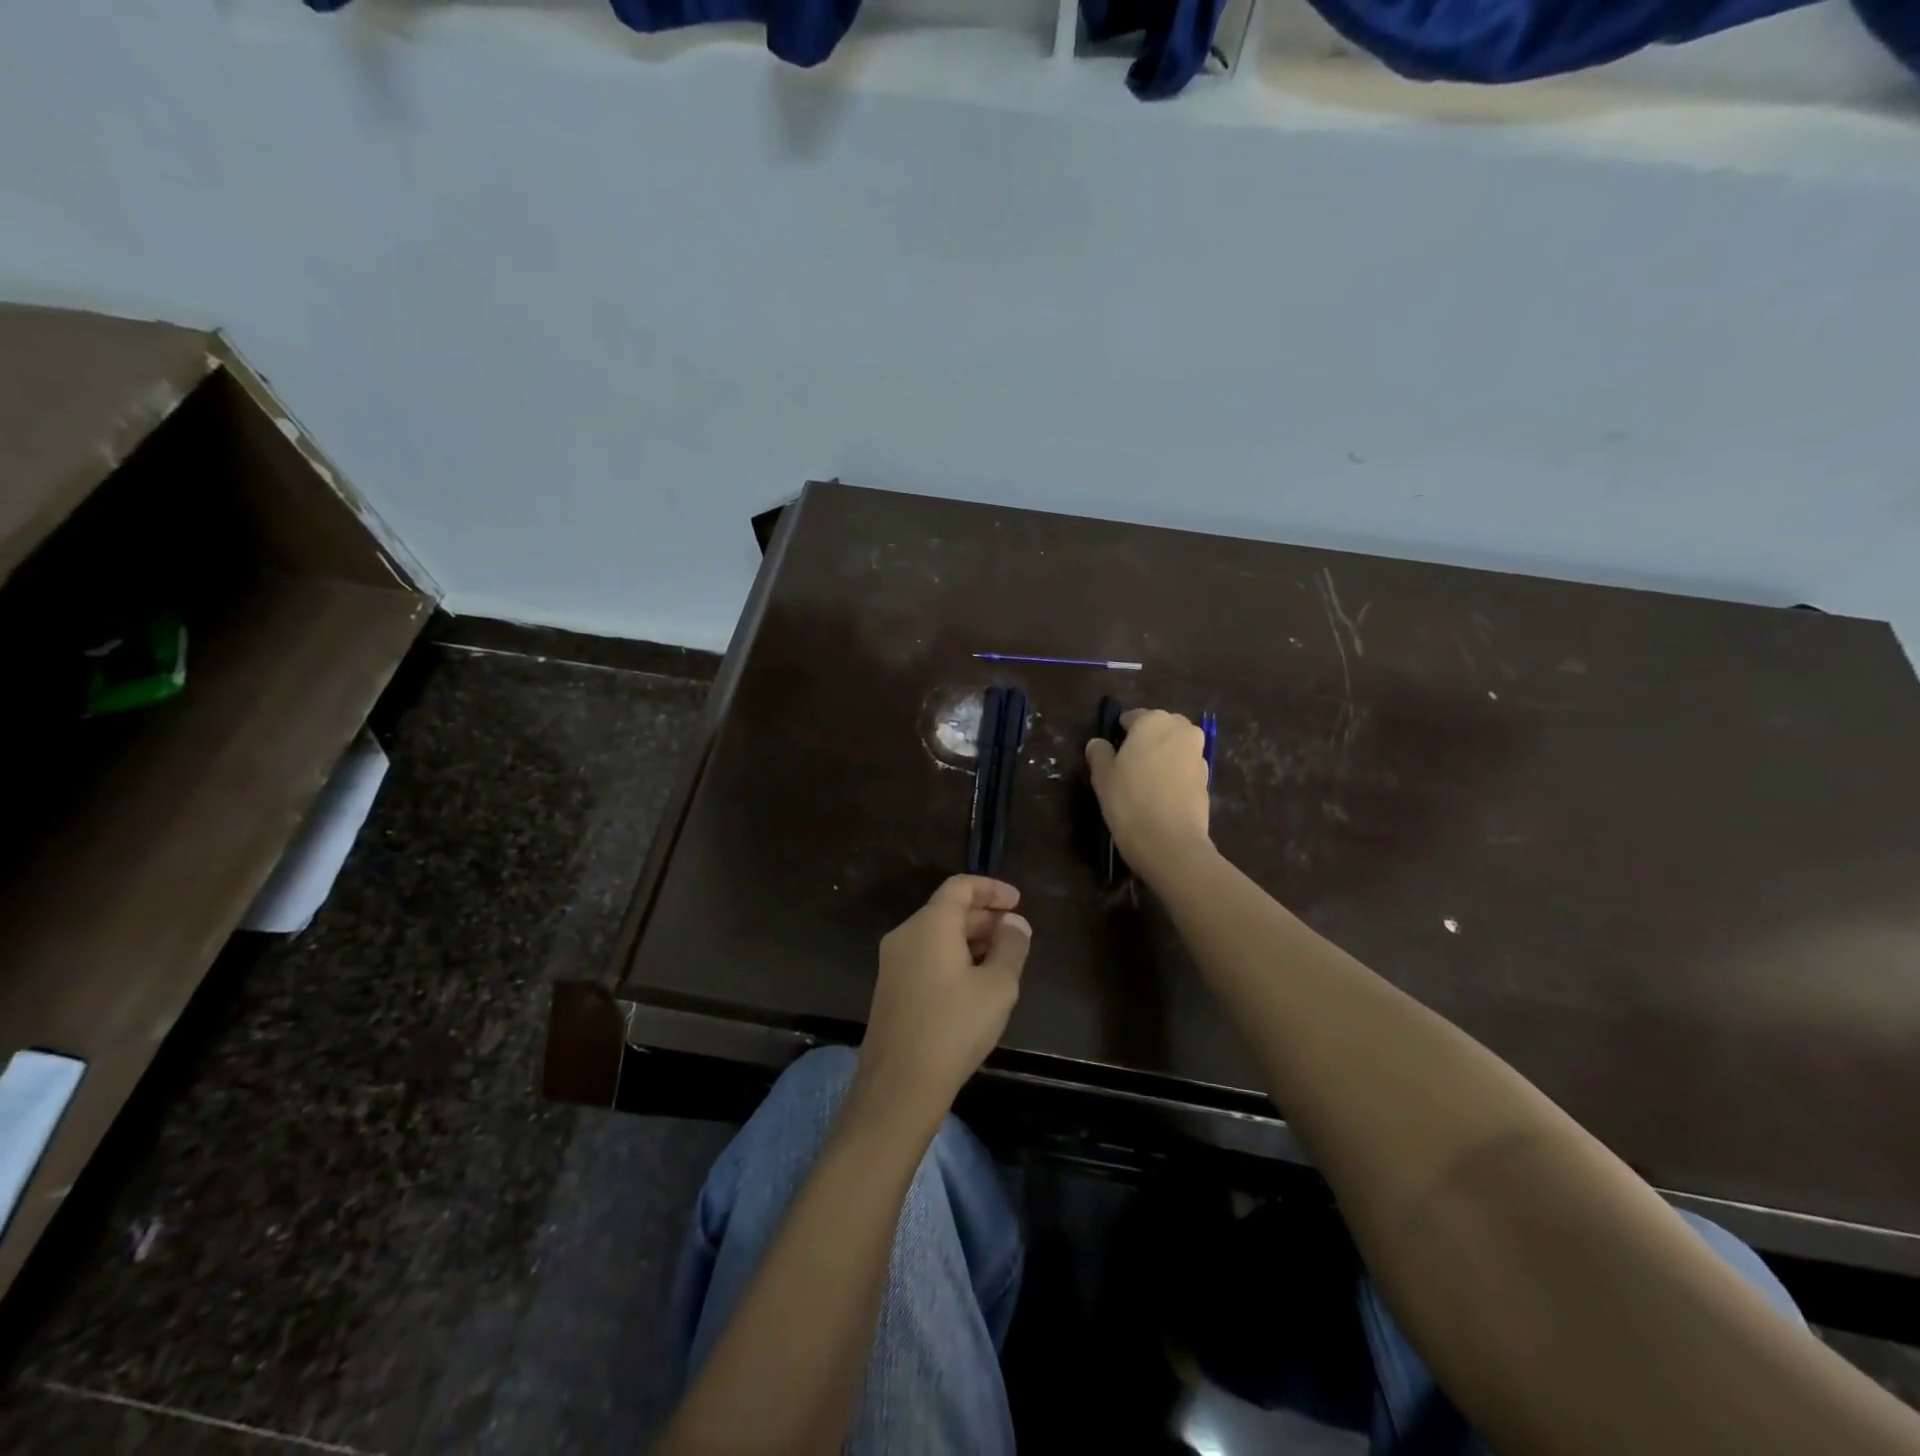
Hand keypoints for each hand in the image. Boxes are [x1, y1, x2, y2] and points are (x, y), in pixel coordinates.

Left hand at [856, 876, 1031, 1119]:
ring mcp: (893, 962)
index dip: (992, 889)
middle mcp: (906, 934)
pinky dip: (953, 955)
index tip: (1018, 902)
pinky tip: (974, 981)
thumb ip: (1011, 947)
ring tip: (1001, 958)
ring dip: (970, 938)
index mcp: (930, 924)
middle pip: (947, 909)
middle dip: (984, 916)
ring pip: (936, 934)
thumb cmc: (954, 1027)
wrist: (899, 1085)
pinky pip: (925, 955)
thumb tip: (1014, 922)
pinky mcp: (891, 987)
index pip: (960, 886)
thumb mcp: (997, 986)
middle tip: (1015, 933)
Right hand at [1085, 708, 1212, 880]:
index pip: (1131, 717)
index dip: (1118, 735)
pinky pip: (1184, 768)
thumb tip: (1099, 744)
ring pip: (1174, 748)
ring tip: (1144, 784)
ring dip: (1161, 758)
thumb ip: (1099, 752)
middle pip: (1158, 728)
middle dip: (1145, 742)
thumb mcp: (1102, 776)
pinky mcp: (1207, 779)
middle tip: (1127, 768)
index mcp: (1153, 720)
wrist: (1170, 842)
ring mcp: (1198, 754)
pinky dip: (1173, 775)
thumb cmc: (1129, 801)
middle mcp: (1181, 729)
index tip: (1110, 756)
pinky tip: (1160, 797)